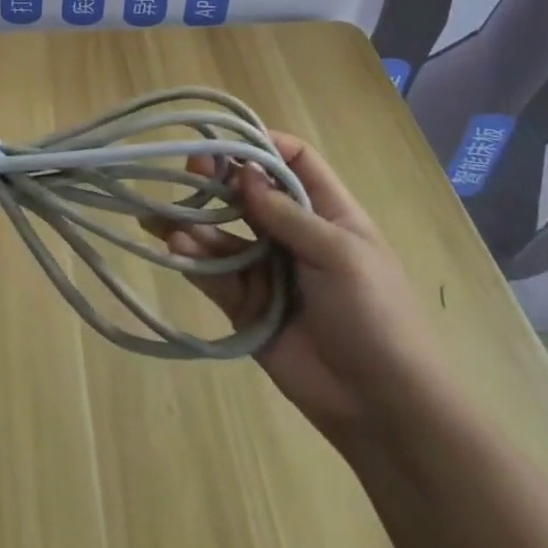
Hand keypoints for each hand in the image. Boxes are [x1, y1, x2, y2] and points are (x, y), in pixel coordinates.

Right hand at [158, 133, 452, 445]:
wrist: (384, 408)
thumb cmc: (375, 316)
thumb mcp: (340, 255)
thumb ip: (287, 213)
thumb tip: (244, 171)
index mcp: (326, 212)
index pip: (292, 160)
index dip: (262, 144)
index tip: (226, 139)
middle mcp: (292, 233)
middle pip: (248, 192)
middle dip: (217, 179)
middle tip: (188, 171)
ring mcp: (267, 269)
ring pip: (223, 233)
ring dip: (195, 222)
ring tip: (164, 220)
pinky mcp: (246, 305)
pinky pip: (214, 274)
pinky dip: (192, 259)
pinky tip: (174, 250)